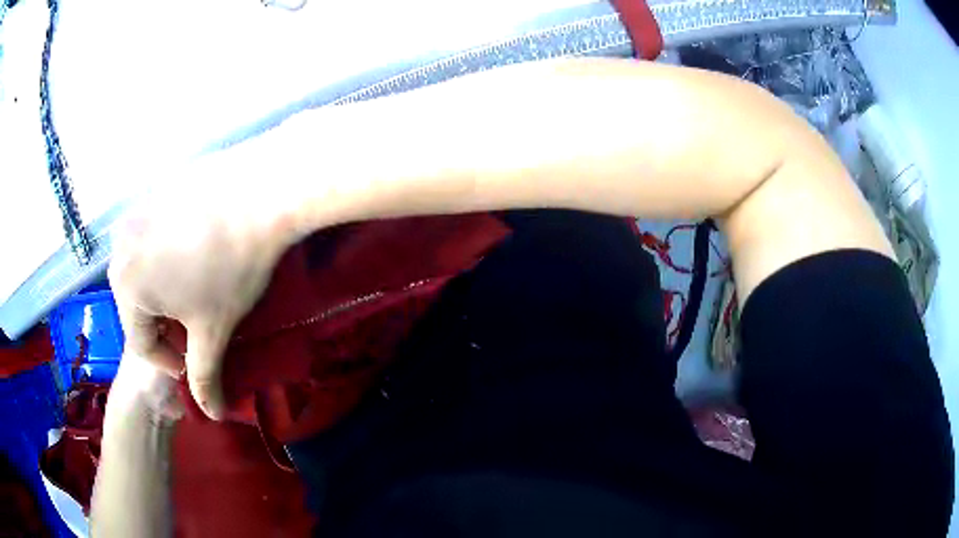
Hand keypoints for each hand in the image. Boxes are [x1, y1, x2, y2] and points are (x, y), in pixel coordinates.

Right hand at [108, 152, 291, 418]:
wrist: (262, 193)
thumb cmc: (232, 268)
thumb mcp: (214, 331)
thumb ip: (206, 378)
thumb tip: (213, 416)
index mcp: (124, 286)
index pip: (141, 345)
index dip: (172, 360)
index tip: (198, 360)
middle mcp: (118, 249)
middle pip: (138, 309)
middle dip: (166, 327)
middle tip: (198, 327)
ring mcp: (134, 215)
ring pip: (143, 276)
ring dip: (165, 294)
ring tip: (197, 293)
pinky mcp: (152, 195)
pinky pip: (150, 244)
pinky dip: (167, 261)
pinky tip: (196, 257)